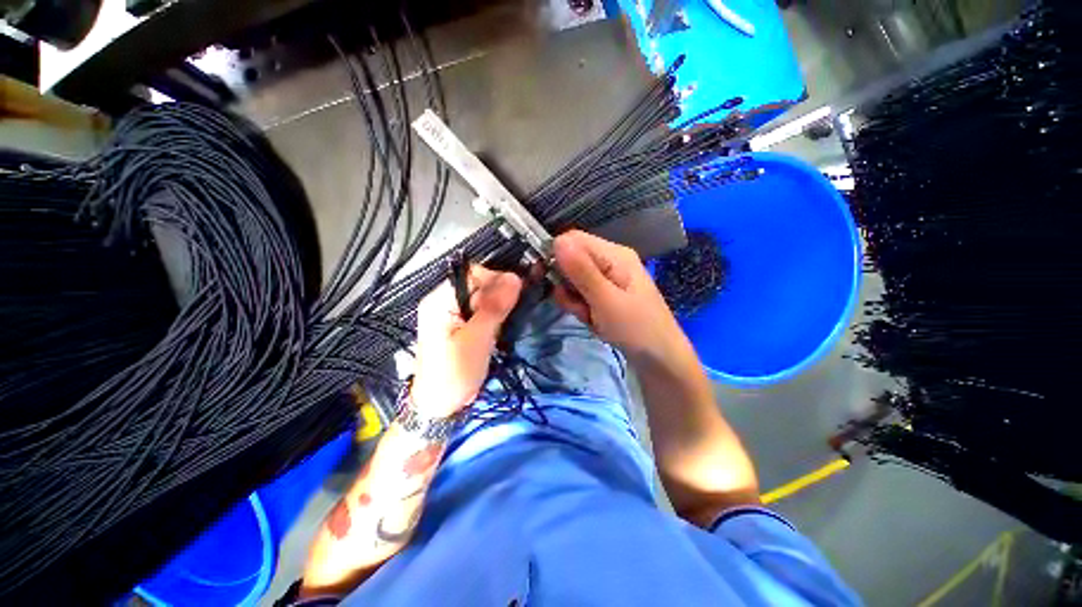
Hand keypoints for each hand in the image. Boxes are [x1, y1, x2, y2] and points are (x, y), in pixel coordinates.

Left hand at [412, 265, 522, 417]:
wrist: (441, 407)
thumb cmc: (455, 373)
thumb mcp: (477, 339)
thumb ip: (494, 307)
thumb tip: (515, 277)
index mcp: (440, 299)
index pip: (472, 274)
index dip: (496, 278)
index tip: (516, 293)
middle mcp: (446, 302)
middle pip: (479, 285)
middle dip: (500, 293)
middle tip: (516, 310)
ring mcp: (454, 315)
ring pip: (484, 299)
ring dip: (501, 305)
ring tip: (511, 319)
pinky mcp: (464, 327)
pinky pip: (483, 312)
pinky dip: (497, 316)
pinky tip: (504, 325)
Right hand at [552, 230, 689, 364]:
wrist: (659, 359)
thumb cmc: (637, 329)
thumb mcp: (606, 301)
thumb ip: (581, 272)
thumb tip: (557, 241)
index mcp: (614, 254)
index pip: (572, 240)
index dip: (556, 256)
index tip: (552, 281)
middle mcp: (609, 260)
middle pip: (570, 260)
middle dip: (567, 285)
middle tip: (580, 306)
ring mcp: (607, 278)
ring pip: (572, 280)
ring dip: (573, 300)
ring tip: (590, 316)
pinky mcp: (604, 293)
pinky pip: (580, 294)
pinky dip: (581, 308)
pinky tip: (594, 320)